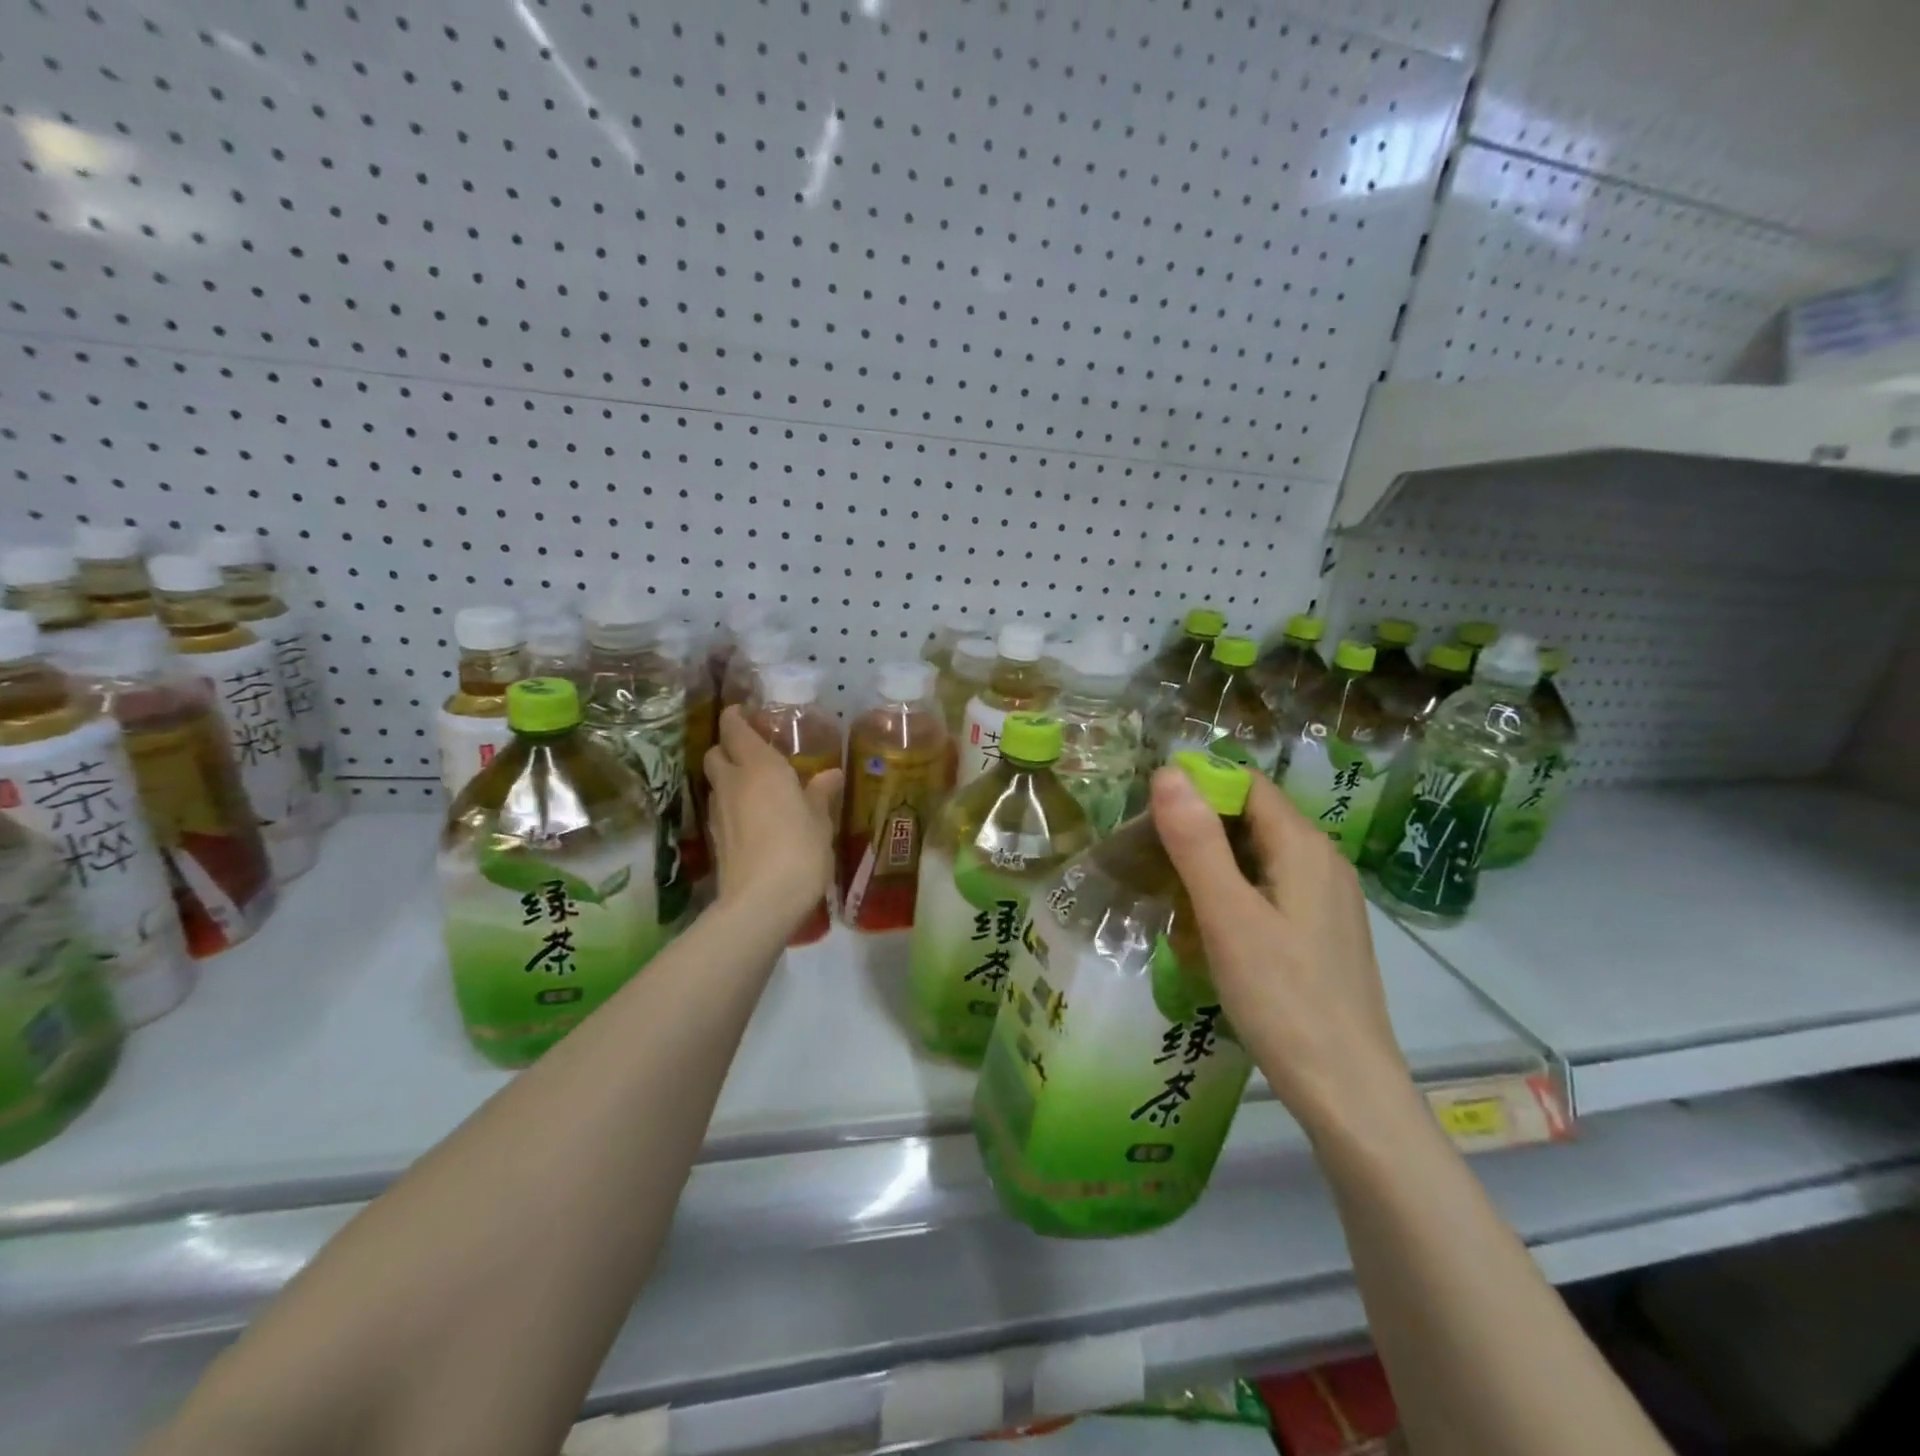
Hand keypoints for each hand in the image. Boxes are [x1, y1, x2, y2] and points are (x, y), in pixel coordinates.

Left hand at [704, 706, 842, 927]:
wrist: (760, 901)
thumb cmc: (799, 850)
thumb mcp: (820, 821)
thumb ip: (820, 794)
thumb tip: (831, 774)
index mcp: (760, 767)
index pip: (734, 728)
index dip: (736, 717)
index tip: (747, 713)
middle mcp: (733, 782)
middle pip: (716, 752)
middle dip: (729, 747)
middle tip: (755, 752)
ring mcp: (718, 811)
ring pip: (716, 781)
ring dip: (730, 777)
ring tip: (758, 786)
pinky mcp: (715, 838)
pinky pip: (720, 808)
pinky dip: (732, 804)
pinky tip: (754, 817)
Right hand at [1149, 767, 1413, 1131]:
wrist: (1347, 1091)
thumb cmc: (1282, 999)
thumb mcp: (1228, 916)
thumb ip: (1197, 842)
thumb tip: (1169, 771)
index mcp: (1303, 845)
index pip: (1246, 784)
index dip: (1197, 788)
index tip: (1149, 816)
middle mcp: (1323, 860)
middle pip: (1253, 818)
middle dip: (1200, 827)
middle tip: (1151, 857)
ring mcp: (1328, 898)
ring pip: (1260, 855)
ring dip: (1214, 862)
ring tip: (1171, 891)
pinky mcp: (1323, 931)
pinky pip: (1272, 888)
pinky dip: (1236, 892)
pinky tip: (1211, 926)